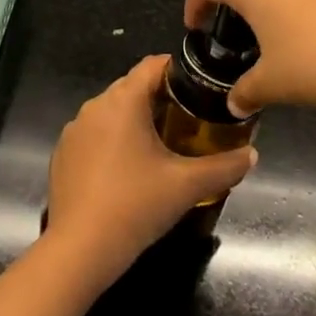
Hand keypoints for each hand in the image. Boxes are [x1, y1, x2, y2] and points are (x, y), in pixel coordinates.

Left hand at [43, 55, 257, 285]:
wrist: (80, 249)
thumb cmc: (136, 205)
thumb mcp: (187, 186)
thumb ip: (224, 167)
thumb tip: (252, 155)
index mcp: (123, 100)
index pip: (152, 65)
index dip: (178, 69)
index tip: (200, 86)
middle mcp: (94, 106)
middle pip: (132, 87)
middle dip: (160, 98)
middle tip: (189, 118)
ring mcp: (74, 130)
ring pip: (112, 112)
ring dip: (135, 121)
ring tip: (162, 144)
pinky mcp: (63, 154)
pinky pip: (94, 135)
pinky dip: (113, 142)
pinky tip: (128, 171)